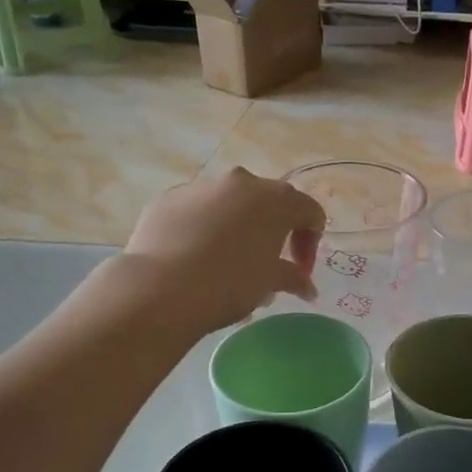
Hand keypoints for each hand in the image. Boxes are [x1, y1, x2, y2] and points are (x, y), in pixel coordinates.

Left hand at [115, 168, 326, 331]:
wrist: (160, 289)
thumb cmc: (230, 283)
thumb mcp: (269, 283)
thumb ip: (293, 278)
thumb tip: (307, 288)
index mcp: (275, 199)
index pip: (309, 212)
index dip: (311, 243)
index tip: (300, 272)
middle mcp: (240, 182)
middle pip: (269, 202)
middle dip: (274, 231)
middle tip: (268, 264)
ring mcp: (201, 186)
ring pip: (230, 203)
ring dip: (238, 227)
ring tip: (228, 262)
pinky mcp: (168, 198)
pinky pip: (197, 210)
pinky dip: (204, 228)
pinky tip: (196, 257)